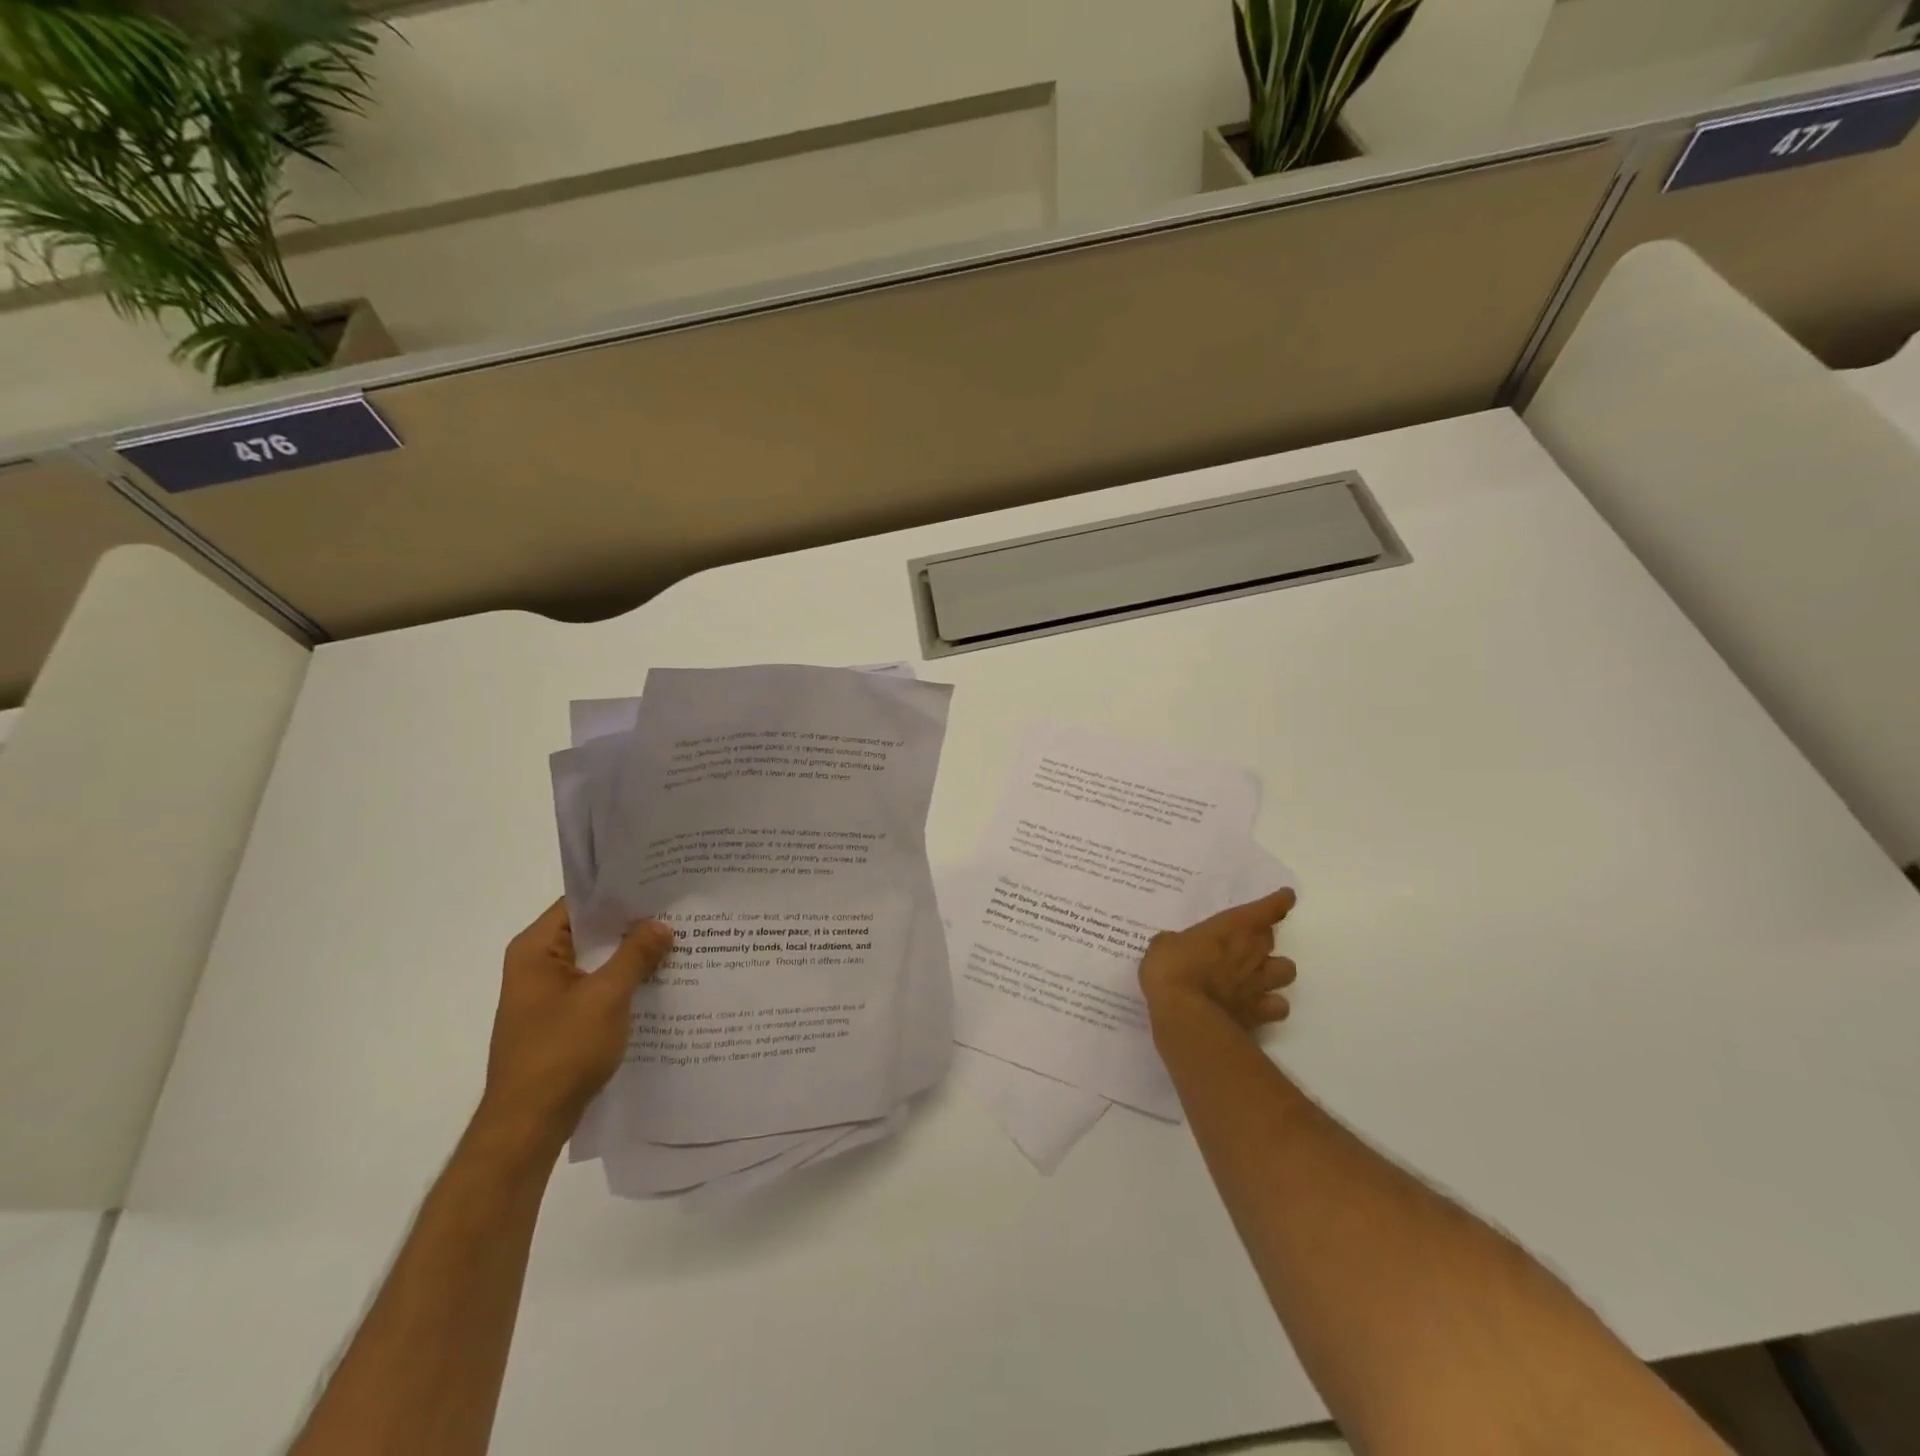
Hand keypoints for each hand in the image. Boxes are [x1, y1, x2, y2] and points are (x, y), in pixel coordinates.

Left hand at [478, 898, 673, 1150]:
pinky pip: (598, 986)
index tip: (661, 883)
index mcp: (536, 949)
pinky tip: (662, 980)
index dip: (620, 892)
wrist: (528, 1125)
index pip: (581, 902)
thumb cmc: (561, 1052)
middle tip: (680, 909)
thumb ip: (635, 955)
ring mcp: (549, 994)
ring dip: (632, 954)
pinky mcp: (562, 1019)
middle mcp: (538, 965)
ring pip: (598, 960)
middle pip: (592, 930)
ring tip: (680, 939)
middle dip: (633, 923)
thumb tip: (661, 925)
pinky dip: (625, 981)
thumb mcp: (606, 997)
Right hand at [1139, 888, 1297, 1032]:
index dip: (1278, 902)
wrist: (1184, 1017)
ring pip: (1287, 971)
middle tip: (1247, 941)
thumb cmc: (1172, 970)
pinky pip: (1278, 1007)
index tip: (1287, 896)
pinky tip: (1258, 1006)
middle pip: (1271, 939)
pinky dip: (1272, 1005)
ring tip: (1259, 974)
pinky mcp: (1258, 1015)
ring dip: (1275, 970)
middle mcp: (1250, 953)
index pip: (1264, 911)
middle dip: (1262, 938)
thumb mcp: (1163, 946)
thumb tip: (1175, 946)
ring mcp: (1258, 984)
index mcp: (1230, 929)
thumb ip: (1176, 943)